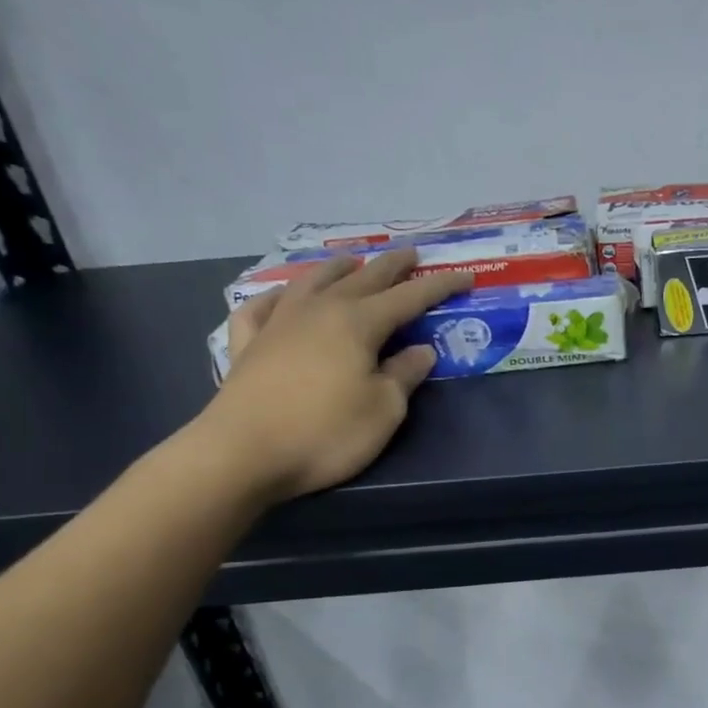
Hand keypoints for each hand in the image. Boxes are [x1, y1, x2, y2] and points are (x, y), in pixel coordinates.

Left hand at [195, 250, 470, 499]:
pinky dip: (275, 297)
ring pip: (311, 282)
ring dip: (336, 268)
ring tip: (351, 261)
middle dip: (392, 266)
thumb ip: (404, 375)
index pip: (410, 297)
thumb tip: (421, 351)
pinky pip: (260, 307)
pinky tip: (279, 298)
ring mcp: (278, 323)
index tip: (465, 275)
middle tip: (411, 254)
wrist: (242, 453)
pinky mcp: (247, 345)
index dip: (440, 286)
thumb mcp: (384, 410)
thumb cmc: (325, 432)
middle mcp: (319, 311)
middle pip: (362, 278)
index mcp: (358, 323)